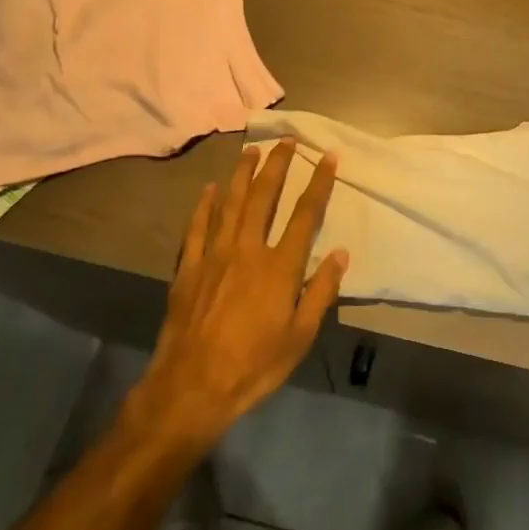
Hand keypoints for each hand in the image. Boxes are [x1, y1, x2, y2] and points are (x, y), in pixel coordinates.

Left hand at [122, 141, 346, 450]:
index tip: (328, 157)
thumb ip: (321, 293)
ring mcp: (213, 256)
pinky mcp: (188, 268)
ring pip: (229, 203)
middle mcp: (247, 250)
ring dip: (242, 174)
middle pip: (264, 197)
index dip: (319, 183)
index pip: (305, 215)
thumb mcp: (299, 338)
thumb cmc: (253, 366)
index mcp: (279, 267)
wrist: (190, 389)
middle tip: (286, 140)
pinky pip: (197, 227)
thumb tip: (340, 254)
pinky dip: (204, 205)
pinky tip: (208, 189)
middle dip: (277, 165)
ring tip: (251, 150)